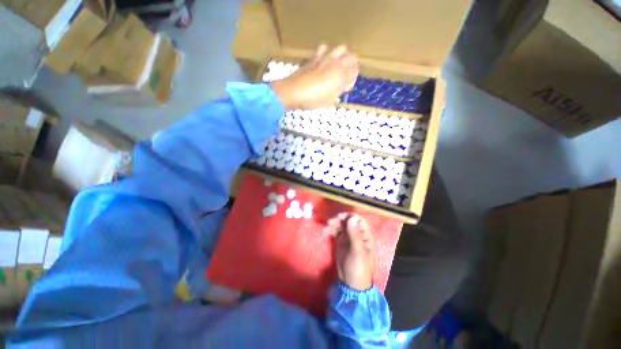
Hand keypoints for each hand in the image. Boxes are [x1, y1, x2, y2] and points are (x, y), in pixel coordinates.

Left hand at [270, 45, 358, 109]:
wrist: (293, 92)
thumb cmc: (312, 100)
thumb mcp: (328, 102)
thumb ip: (337, 93)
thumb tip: (340, 89)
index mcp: (340, 77)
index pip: (355, 73)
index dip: (352, 81)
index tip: (345, 88)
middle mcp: (336, 64)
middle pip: (353, 58)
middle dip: (353, 66)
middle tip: (346, 76)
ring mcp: (325, 58)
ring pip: (342, 48)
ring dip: (343, 56)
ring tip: (338, 65)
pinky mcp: (315, 56)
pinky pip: (324, 48)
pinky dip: (327, 52)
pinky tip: (324, 61)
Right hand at [323, 213, 374, 290]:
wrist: (350, 284)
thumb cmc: (358, 268)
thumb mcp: (358, 252)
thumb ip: (355, 235)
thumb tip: (351, 218)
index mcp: (365, 235)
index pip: (359, 220)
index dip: (349, 216)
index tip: (339, 217)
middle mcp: (357, 234)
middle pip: (348, 221)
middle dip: (339, 220)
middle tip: (329, 222)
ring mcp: (348, 237)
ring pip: (340, 225)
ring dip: (333, 224)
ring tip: (325, 228)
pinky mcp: (340, 241)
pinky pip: (335, 231)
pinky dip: (330, 230)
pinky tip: (325, 233)